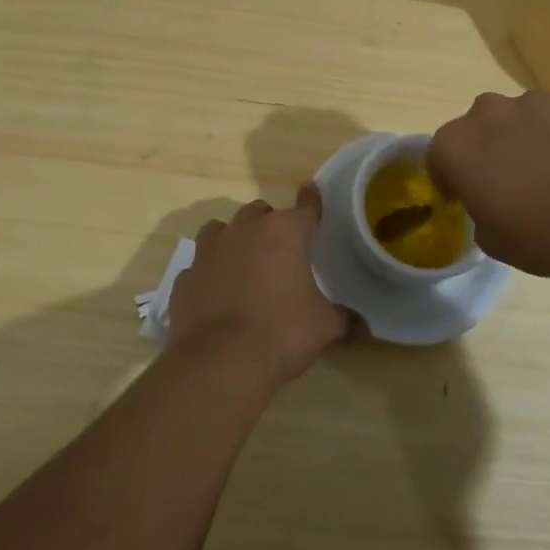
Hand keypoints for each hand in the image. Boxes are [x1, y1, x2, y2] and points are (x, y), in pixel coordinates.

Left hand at [166, 187, 351, 387]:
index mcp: (284, 232)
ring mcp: (209, 251)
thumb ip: (344, 320)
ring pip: (222, 229)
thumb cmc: (282, 332)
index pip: (305, 207)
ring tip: (243, 262)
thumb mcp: (323, 327)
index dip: (311, 200)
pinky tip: (216, 293)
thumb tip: (364, 328)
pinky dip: (209, 273)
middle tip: (280, 249)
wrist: (220, 360)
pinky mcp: (185, 277)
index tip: (310, 189)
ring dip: (234, 239)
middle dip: (270, 225)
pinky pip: (200, 265)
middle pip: (260, 213)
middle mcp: (245, 230)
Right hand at [428, 91, 549, 280]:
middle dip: (491, 147)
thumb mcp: (492, 240)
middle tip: (513, 181)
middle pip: (482, 126)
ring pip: (526, 118)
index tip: (466, 195)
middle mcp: (492, 111)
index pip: (438, 154)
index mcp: (458, 144)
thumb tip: (493, 202)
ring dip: (532, 138)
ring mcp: (540, 101)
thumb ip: (480, 211)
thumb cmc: (541, 235)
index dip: (450, 176)